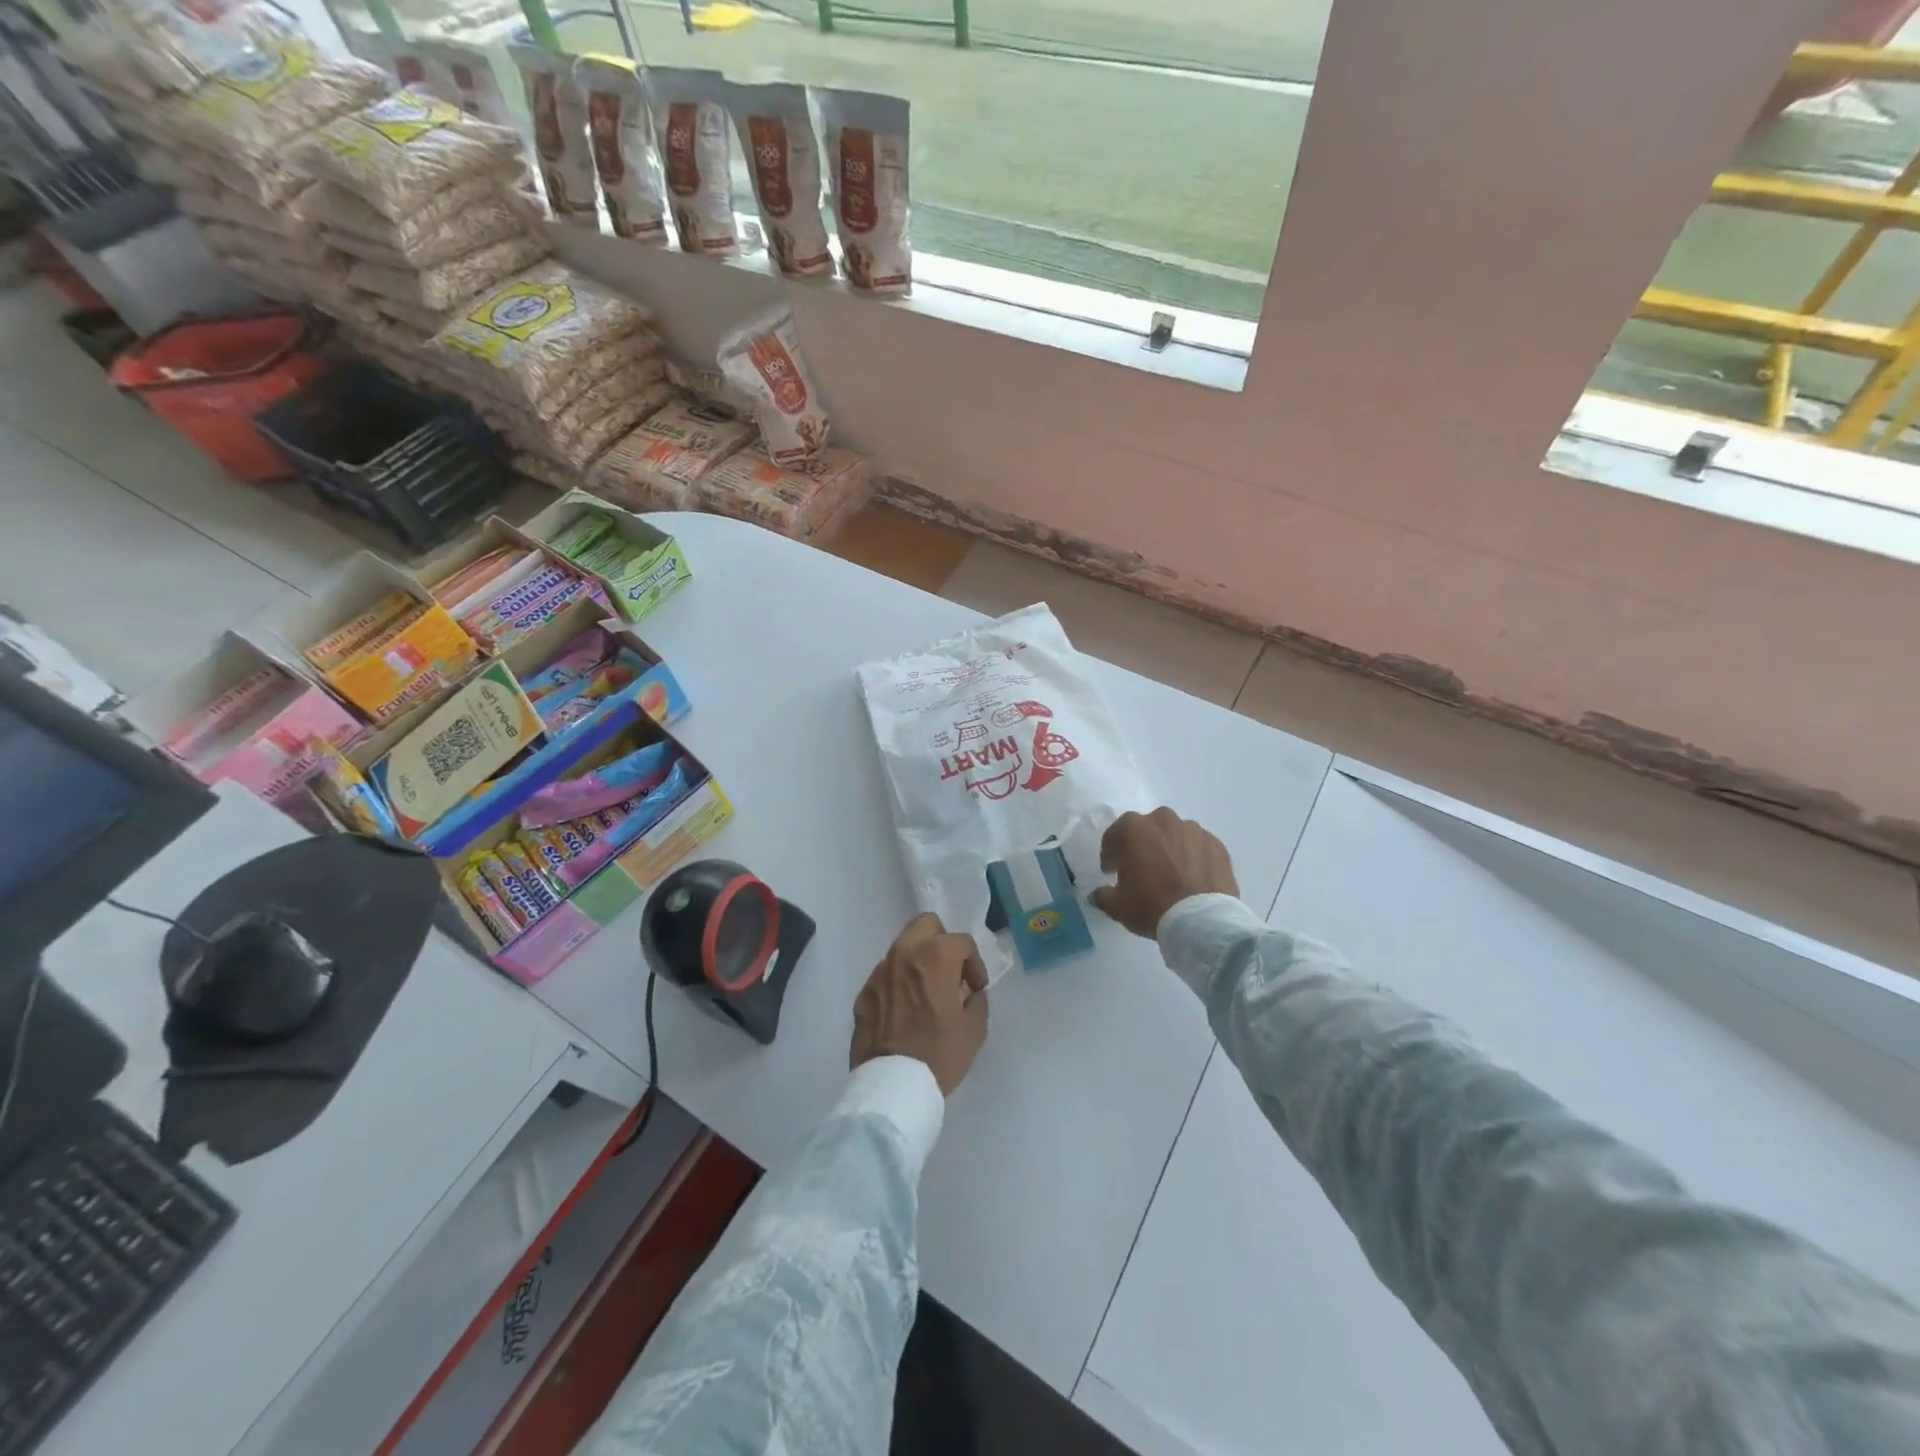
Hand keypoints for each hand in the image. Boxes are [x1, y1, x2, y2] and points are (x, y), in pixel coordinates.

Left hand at [852, 913, 989, 1096]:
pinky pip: (886, 975)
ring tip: (927, 993)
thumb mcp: (974, 1029)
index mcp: (934, 957)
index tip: (975, 988)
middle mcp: (903, 954)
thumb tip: (968, 991)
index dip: (974, 963)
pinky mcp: (864, 993)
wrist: (891, 1087)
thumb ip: (976, 999)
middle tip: (949, 972)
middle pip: (926, 924)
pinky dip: (899, 983)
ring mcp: (879, 972)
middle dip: (942, 941)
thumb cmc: (939, 1054)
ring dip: (918, 961)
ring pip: (903, 947)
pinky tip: (905, 1011)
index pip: (961, 941)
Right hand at [1090, 807, 1238, 937]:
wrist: (1202, 921)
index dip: (1110, 855)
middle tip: (1142, 870)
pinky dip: (1193, 857)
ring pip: (1174, 835)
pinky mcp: (1216, 844)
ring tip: (1171, 874)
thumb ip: (1103, 895)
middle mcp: (1163, 820)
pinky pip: (1198, 847)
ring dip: (1169, 849)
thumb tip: (1097, 894)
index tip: (1112, 871)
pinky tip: (1192, 877)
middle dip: (1142, 846)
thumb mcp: (1117, 906)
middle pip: (1147, 830)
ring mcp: (1193, 830)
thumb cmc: (1152, 906)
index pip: (1114, 836)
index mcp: (1133, 828)